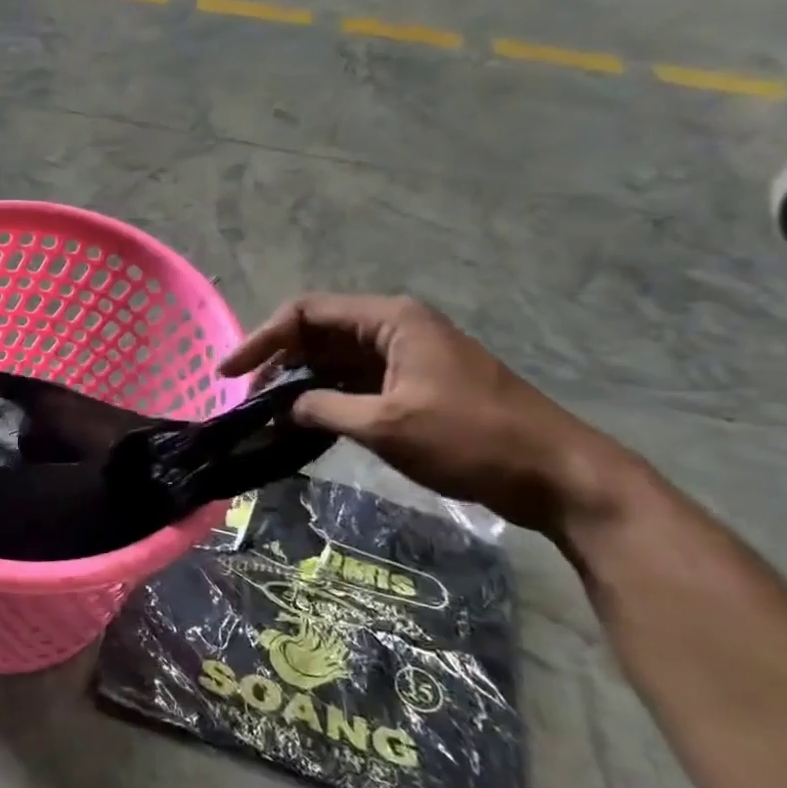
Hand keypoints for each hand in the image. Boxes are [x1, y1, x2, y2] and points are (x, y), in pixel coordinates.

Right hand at [221, 294, 631, 532]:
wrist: (558, 474)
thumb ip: (324, 409)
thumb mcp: (387, 425)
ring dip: (299, 382)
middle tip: (246, 400)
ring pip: (334, 359)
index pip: (306, 313)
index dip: (262, 339)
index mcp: (390, 320)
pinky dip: (326, 397)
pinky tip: (304, 421)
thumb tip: (285, 408)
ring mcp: (407, 356)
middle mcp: (395, 328)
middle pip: (317, 333)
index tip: (228, 373)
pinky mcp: (415, 384)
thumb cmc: (472, 439)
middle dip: (277, 362)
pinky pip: (355, 381)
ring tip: (267, 413)